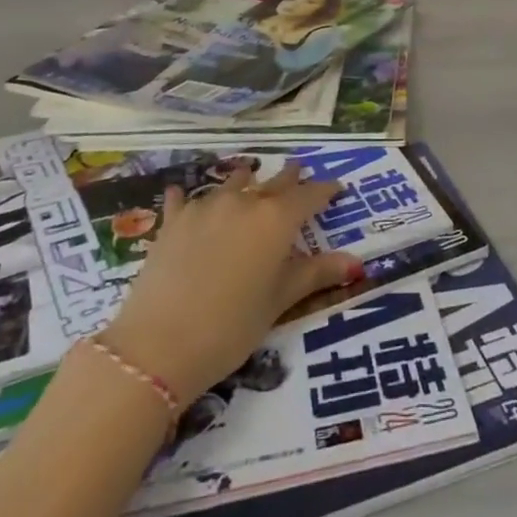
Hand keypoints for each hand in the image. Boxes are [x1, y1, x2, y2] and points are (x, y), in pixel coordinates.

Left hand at [100, 163, 363, 403]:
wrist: (159, 346)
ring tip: (249, 178)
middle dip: (289, 178)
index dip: (325, 191)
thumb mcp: (279, 302)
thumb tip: (356, 263)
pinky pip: (185, 199)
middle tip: (298, 171)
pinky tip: (181, 193)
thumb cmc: (231, 327)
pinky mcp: (174, 221)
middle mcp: (245, 201)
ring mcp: (206, 207)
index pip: (309, 196)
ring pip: (233, 183)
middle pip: (274, 182)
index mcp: (276, 219)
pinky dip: (189, 197)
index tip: (336, 188)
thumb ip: (316, 274)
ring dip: (246, 181)